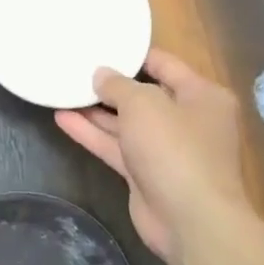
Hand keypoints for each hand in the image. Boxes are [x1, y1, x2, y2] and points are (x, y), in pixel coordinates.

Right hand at [55, 48, 250, 258]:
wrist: (190, 219)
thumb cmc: (175, 149)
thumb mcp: (144, 104)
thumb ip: (118, 85)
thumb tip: (101, 75)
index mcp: (201, 95)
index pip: (165, 64)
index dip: (132, 54)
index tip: (100, 44)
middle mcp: (187, 119)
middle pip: (144, 95)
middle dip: (110, 85)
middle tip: (75, 69)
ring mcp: (165, 149)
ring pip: (126, 123)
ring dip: (95, 110)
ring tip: (62, 91)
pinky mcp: (145, 173)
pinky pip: (116, 147)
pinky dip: (92, 134)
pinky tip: (62, 119)